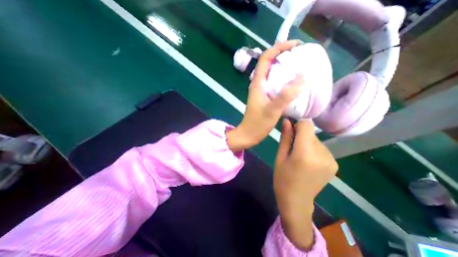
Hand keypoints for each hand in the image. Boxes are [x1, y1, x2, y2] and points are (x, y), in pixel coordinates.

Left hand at [226, 40, 302, 151]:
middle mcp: (259, 84)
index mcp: (257, 83)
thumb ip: (285, 95)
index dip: (278, 48)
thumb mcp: (272, 110)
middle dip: (284, 56)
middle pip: (269, 64)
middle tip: (301, 56)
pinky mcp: (265, 98)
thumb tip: (302, 77)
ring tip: (300, 67)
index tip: (295, 45)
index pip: (265, 58)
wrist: (248, 135)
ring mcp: (261, 91)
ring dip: (285, 68)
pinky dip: (284, 80)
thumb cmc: (257, 124)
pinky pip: (275, 84)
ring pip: (273, 74)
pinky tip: (294, 84)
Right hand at [274, 119, 337, 249]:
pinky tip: (307, 161)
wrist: (296, 201)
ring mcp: (331, 160)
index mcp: (305, 153)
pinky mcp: (334, 164)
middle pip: (311, 133)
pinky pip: (321, 148)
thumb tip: (287, 120)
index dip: (298, 123)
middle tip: (291, 146)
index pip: (307, 125)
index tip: (290, 128)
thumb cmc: (282, 178)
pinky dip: (313, 149)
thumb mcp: (280, 156)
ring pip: (316, 140)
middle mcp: (322, 155)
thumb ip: (285, 137)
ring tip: (298, 155)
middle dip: (300, 135)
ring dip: (307, 142)